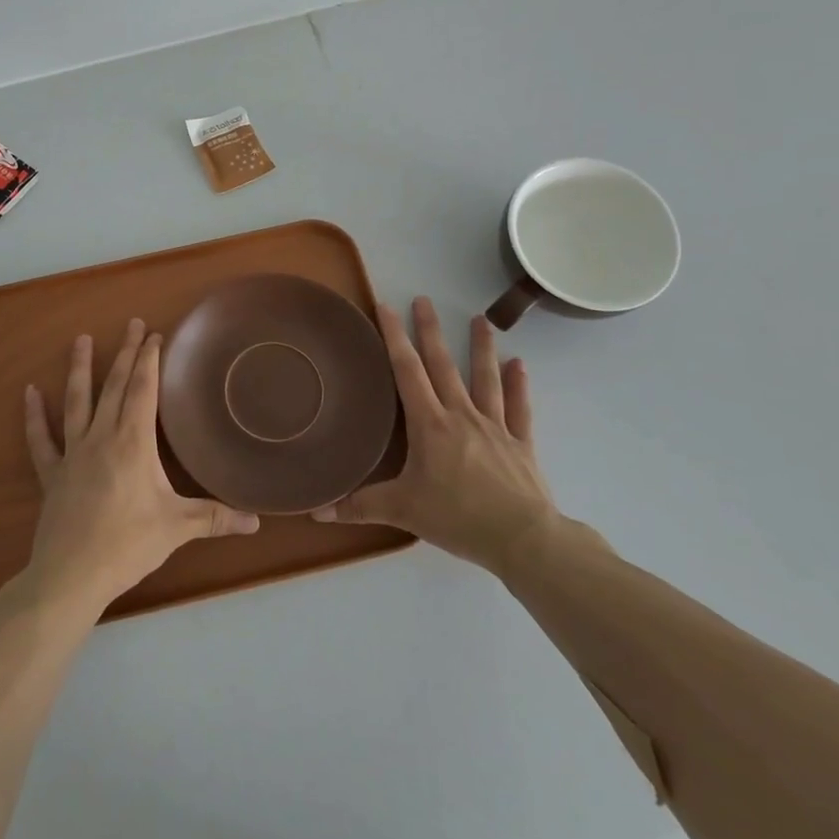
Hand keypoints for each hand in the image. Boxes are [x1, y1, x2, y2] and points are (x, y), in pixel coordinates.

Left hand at [23, 318, 259, 615]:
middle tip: (133, 324)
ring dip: (80, 368)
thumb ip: (216, 518)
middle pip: (115, 386)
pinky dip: (34, 415)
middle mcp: (102, 437)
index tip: (156, 335)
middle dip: (127, 354)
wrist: (70, 576)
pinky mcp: (52, 473)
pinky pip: (41, 439)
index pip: (144, 390)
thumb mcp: (178, 528)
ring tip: (81, 339)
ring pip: (77, 401)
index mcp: (133, 442)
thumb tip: (257, 519)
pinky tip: (29, 392)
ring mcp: (72, 453)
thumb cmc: (127, 545)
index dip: (150, 360)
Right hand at [313, 296, 555, 575]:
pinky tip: (520, 365)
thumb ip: (360, 506)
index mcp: (430, 424)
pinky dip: (519, 386)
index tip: (386, 307)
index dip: (394, 337)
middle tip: (424, 300)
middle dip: (430, 331)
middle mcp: (460, 415)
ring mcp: (494, 426)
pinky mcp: (520, 444)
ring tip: (481, 320)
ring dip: (481, 348)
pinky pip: (519, 409)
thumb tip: (316, 510)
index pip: (407, 371)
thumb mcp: (402, 511)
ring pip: (485, 379)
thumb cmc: (457, 517)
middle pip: (443, 365)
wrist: (521, 538)